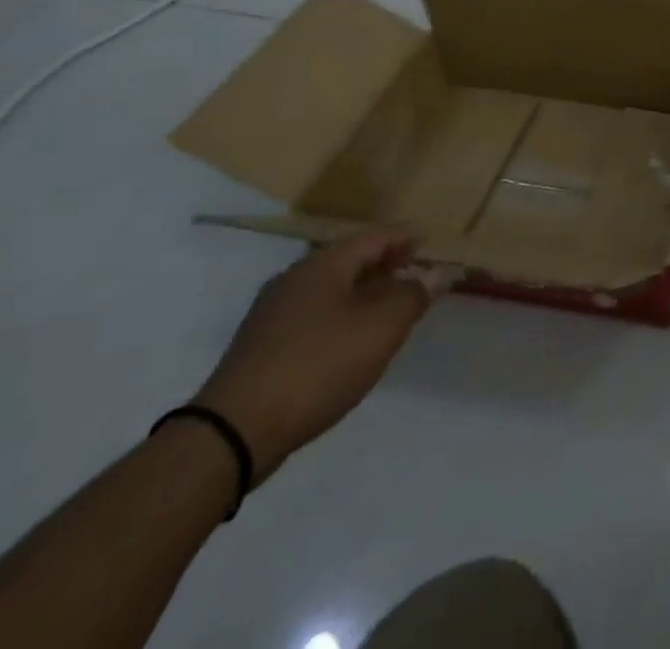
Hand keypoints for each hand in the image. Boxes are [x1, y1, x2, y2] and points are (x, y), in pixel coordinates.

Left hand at [194, 226, 437, 481]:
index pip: (375, 237)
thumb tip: (436, 273)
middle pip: (351, 260)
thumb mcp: (381, 328)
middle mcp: (295, 279)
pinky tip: (353, 337)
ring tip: (391, 304)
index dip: (405, 236)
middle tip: (415, 269)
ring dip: (364, 292)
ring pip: (331, 289)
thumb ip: (413, 295)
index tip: (429, 239)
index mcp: (324, 265)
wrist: (233, 433)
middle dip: (385, 263)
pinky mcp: (261, 347)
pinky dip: (342, 315)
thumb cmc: (318, 365)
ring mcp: (273, 314)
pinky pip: (314, 315)